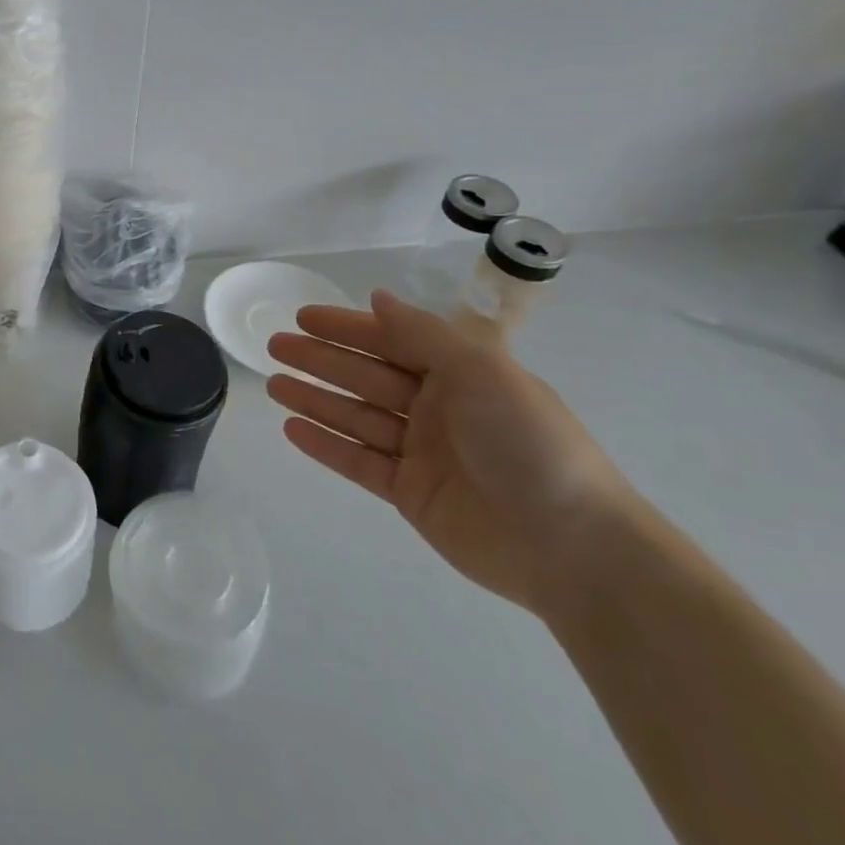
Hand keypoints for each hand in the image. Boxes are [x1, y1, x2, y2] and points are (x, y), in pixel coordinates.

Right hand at [267, 290, 631, 615]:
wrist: (572, 546)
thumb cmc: (528, 443)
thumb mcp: (481, 372)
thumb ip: (424, 334)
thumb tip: (377, 297)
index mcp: (460, 375)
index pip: (391, 341)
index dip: (347, 327)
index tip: (303, 318)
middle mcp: (437, 408)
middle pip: (366, 376)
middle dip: (320, 359)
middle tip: (274, 346)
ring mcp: (421, 453)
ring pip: (356, 417)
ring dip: (315, 399)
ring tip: (273, 385)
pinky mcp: (410, 493)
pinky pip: (358, 461)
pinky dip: (325, 445)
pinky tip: (292, 429)